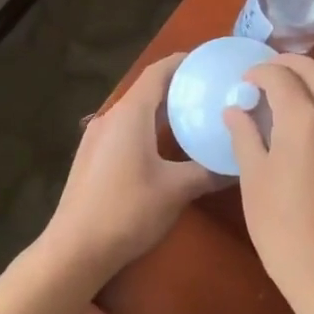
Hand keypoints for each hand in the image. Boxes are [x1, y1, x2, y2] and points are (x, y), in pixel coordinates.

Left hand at [41, 53, 217, 288]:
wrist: (74, 251)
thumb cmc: (127, 211)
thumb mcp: (176, 190)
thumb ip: (208, 171)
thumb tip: (239, 164)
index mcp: (130, 114)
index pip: (158, 72)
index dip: (183, 62)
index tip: (210, 62)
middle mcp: (110, 118)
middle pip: (148, 90)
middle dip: (179, 88)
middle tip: (211, 92)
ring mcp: (97, 138)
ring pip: (136, 112)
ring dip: (163, 111)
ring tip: (195, 117)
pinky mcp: (92, 158)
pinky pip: (126, 130)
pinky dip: (149, 128)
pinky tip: (166, 148)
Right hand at [225, 55, 313, 311]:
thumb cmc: (284, 229)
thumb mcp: (254, 180)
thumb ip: (245, 136)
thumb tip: (235, 109)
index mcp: (306, 118)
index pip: (281, 75)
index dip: (260, 72)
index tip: (247, 81)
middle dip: (291, 66)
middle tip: (272, 76)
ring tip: (305, 99)